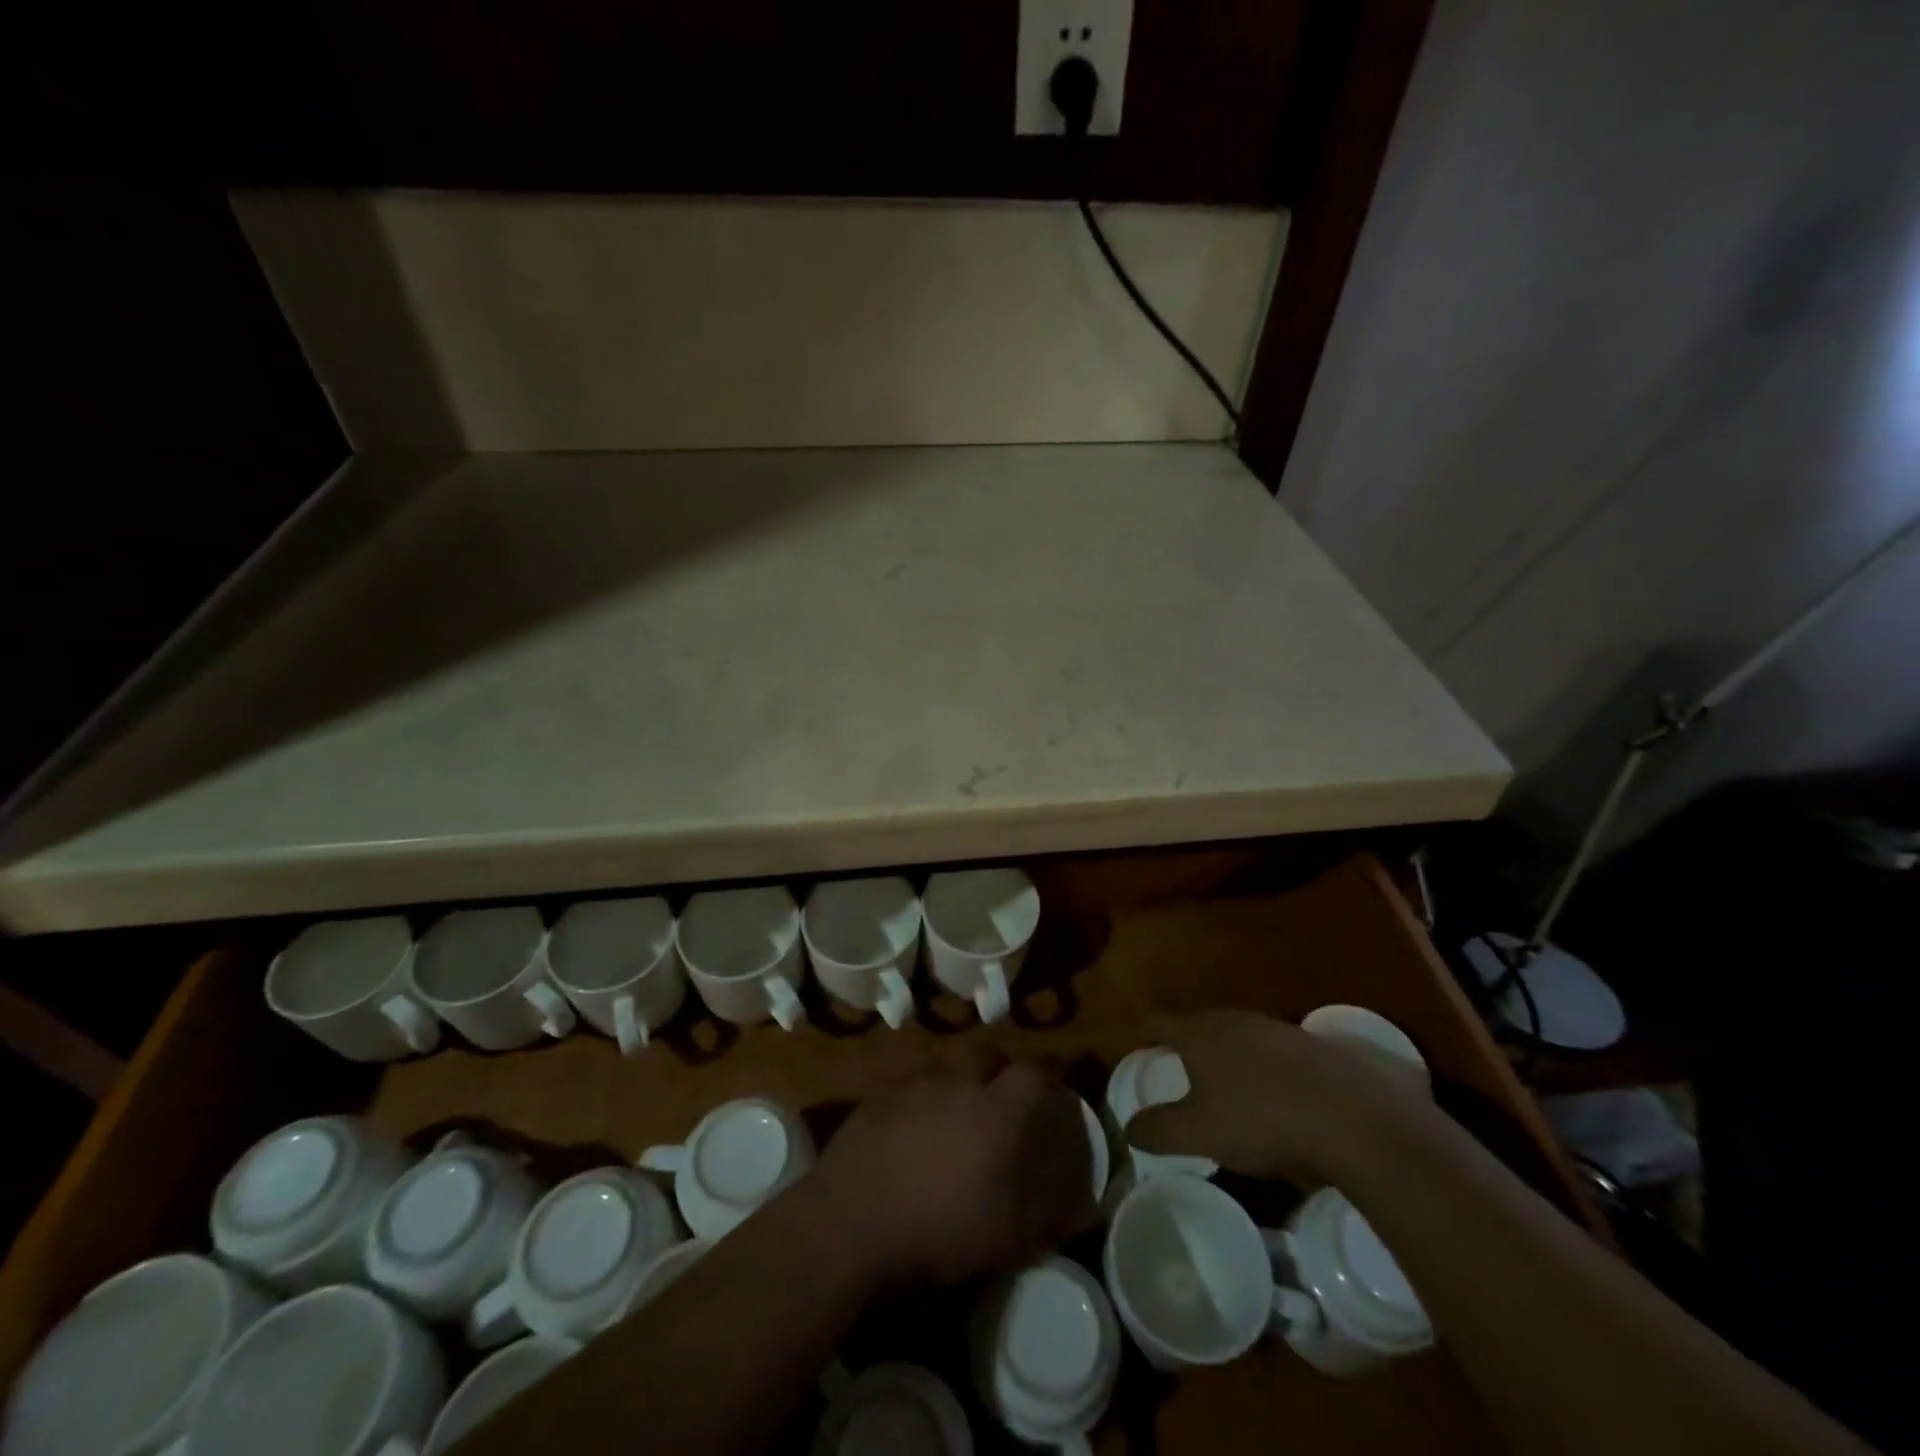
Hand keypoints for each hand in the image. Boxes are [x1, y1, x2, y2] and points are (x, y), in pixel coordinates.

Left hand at [814, 1049, 1095, 1291]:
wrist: (850, 1223)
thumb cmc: (939, 1231)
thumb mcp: (1007, 1237)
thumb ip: (1051, 1215)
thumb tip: (1088, 1206)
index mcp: (996, 1109)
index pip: (1035, 1072)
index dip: (1050, 1074)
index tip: (1056, 1086)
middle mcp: (958, 1081)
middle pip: (987, 1054)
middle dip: (999, 1070)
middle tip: (1000, 1100)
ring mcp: (913, 1082)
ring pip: (946, 1066)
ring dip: (957, 1083)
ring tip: (953, 1118)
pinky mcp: (877, 1094)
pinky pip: (910, 1084)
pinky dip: (919, 1099)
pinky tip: (910, 1132)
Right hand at [1128, 1009, 1427, 1183]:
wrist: (1351, 1115)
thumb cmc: (1260, 1119)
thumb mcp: (1200, 1134)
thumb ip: (1159, 1130)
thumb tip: (1129, 1128)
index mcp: (1198, 1033)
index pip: (1159, 1022)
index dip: (1145, 1034)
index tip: (1140, 1049)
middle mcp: (1232, 1019)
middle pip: (1199, 1024)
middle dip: (1188, 1044)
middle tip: (1182, 1072)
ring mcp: (1274, 1028)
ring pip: (1238, 1035)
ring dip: (1228, 1055)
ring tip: (1228, 1087)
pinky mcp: (1310, 1044)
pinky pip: (1272, 1050)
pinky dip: (1264, 1067)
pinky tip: (1276, 1096)